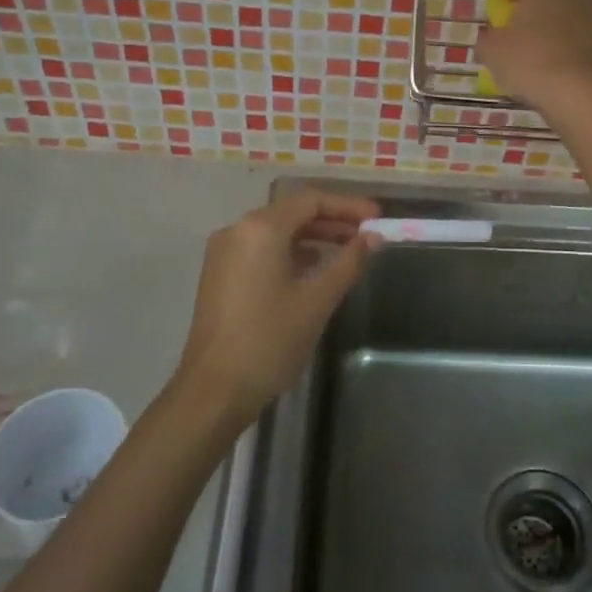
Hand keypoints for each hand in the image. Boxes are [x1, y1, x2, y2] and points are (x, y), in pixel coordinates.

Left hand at [175, 188, 380, 427]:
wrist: (214, 391)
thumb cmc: (270, 341)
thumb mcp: (317, 300)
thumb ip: (349, 262)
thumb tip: (374, 238)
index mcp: (260, 229)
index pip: (310, 200)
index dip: (347, 206)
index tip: (377, 217)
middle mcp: (238, 230)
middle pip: (292, 212)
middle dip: (332, 220)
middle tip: (368, 234)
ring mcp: (224, 252)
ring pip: (276, 231)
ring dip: (312, 236)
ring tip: (348, 249)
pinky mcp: (220, 274)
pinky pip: (261, 248)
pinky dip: (290, 251)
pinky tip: (314, 268)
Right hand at [475, 0, 591, 114]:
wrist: (587, 97)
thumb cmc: (532, 63)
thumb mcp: (493, 53)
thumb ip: (488, 38)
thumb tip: (491, 37)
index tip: (506, 9)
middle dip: (538, 8)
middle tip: (522, 36)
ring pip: (576, 13)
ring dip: (560, 29)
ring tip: (545, 60)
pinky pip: (591, 38)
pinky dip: (578, 50)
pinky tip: (566, 75)